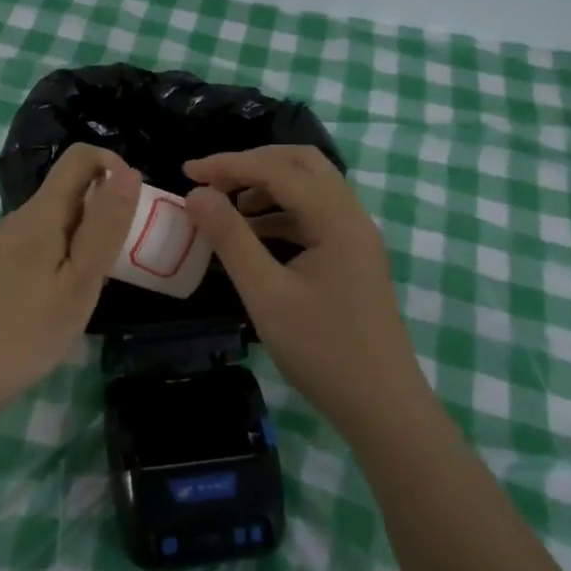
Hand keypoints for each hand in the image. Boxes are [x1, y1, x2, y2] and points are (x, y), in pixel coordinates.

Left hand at [0, 144, 140, 411]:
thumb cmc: (27, 332)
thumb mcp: (80, 281)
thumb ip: (105, 225)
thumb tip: (127, 171)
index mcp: (39, 213)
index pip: (79, 157)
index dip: (113, 165)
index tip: (133, 206)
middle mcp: (16, 219)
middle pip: (68, 190)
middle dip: (102, 210)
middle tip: (119, 260)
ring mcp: (0, 244)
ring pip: (54, 221)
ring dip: (83, 238)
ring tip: (92, 287)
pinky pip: (37, 245)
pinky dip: (61, 257)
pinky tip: (60, 300)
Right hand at [184, 145, 424, 435]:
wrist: (383, 407)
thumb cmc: (322, 350)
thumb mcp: (266, 294)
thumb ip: (231, 238)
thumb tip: (197, 195)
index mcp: (336, 218)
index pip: (277, 169)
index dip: (229, 165)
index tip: (187, 173)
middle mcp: (352, 216)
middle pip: (302, 164)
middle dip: (253, 164)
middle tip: (213, 181)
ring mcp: (357, 237)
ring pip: (311, 188)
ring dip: (268, 187)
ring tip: (227, 209)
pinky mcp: (354, 257)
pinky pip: (315, 216)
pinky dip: (282, 213)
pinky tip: (254, 235)